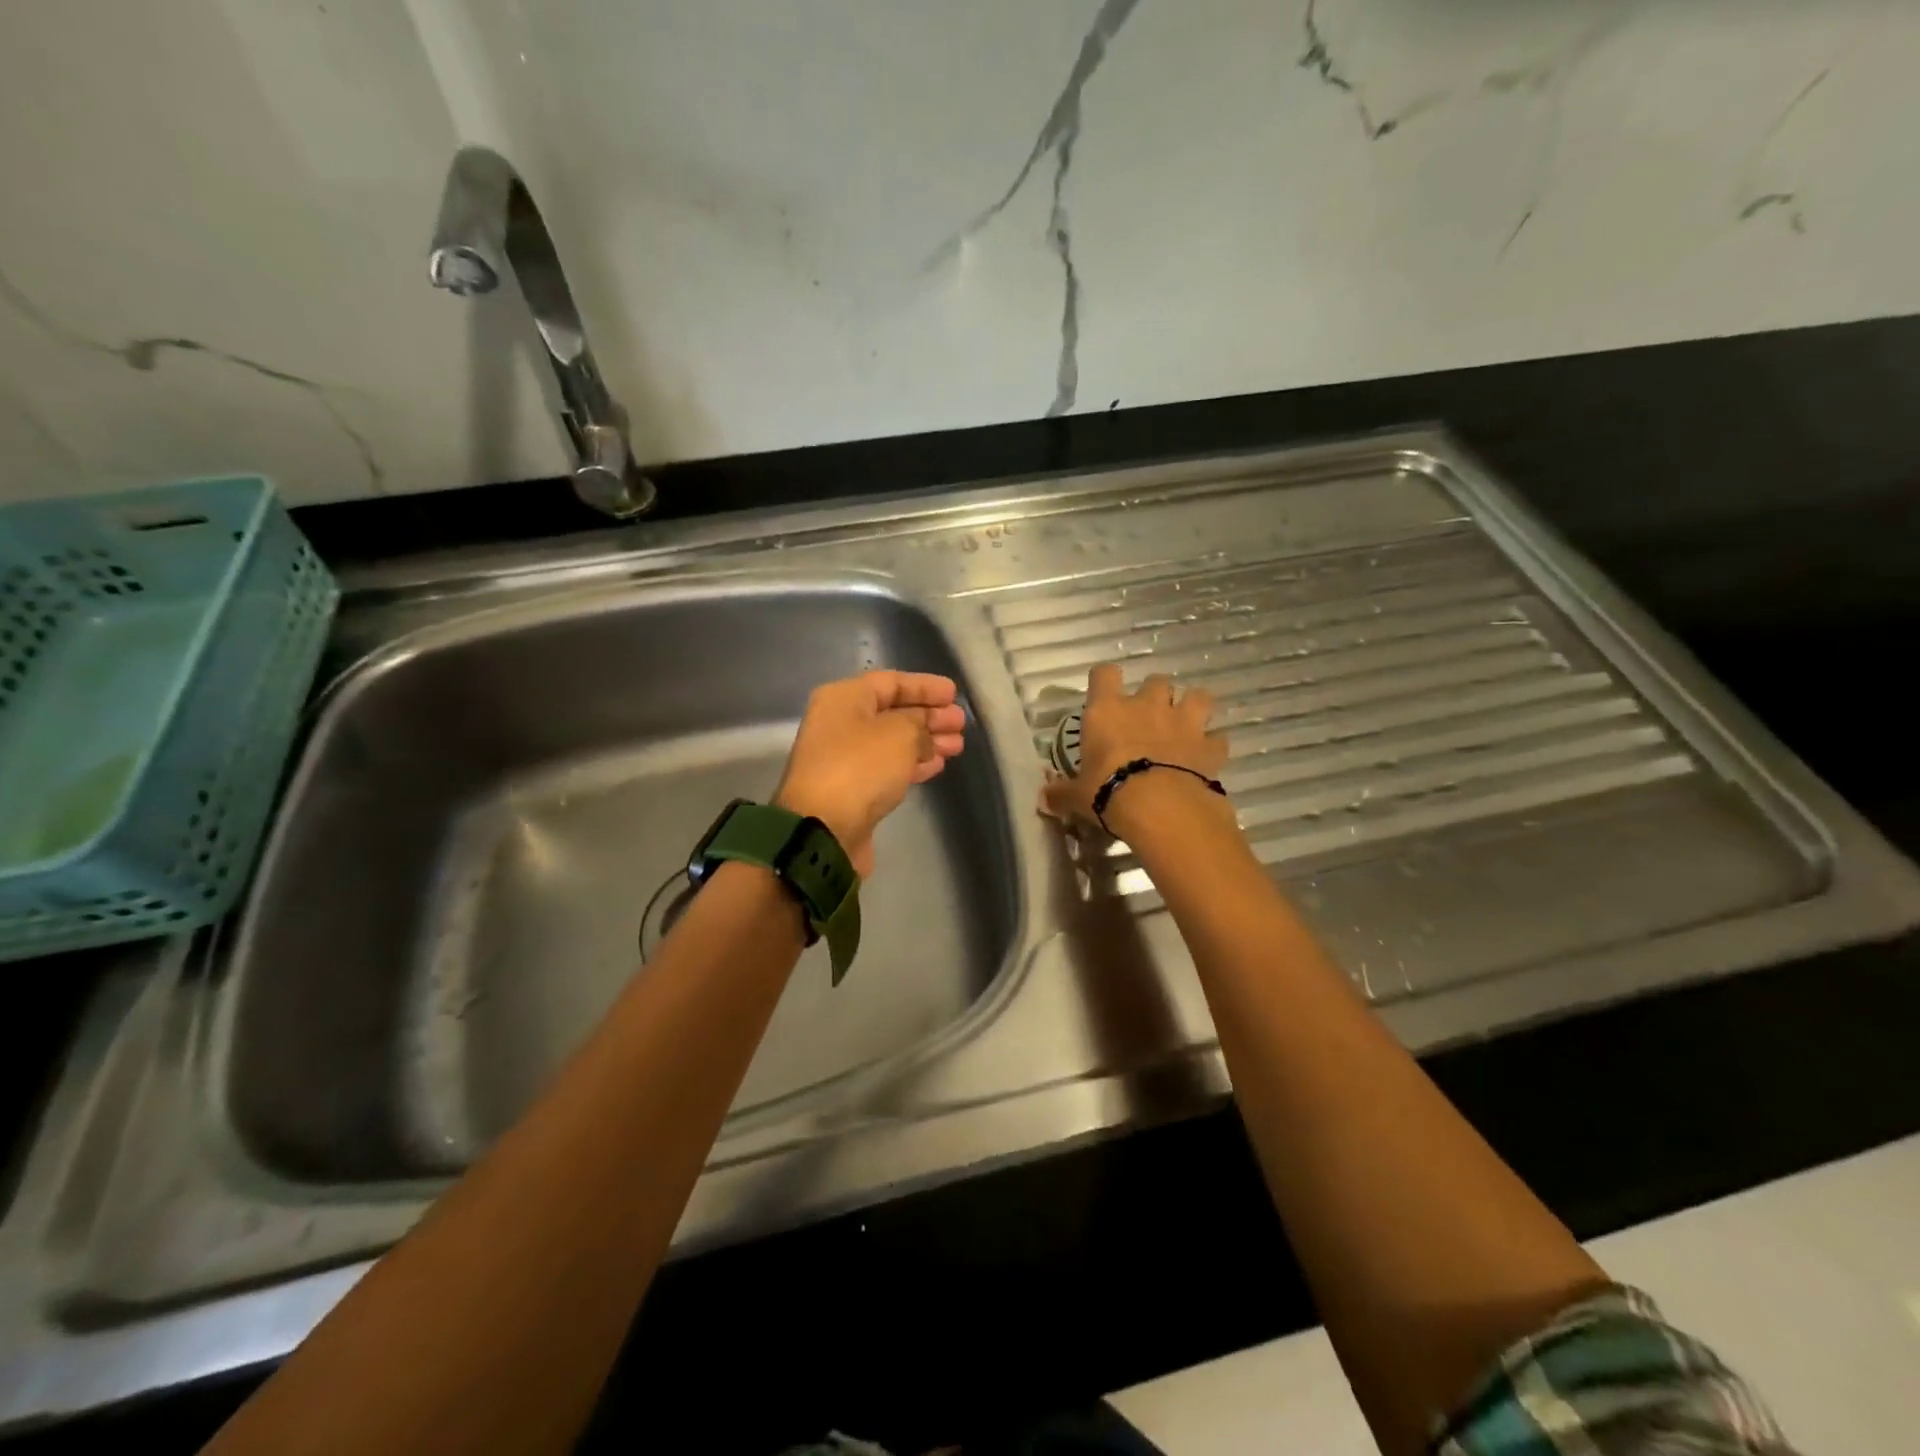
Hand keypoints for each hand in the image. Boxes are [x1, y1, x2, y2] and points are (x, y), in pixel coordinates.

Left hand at [775, 670, 966, 876]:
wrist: (823, 829)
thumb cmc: (860, 768)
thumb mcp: (900, 734)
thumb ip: (919, 724)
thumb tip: (923, 733)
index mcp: (844, 698)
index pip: (891, 682)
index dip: (925, 686)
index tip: (954, 695)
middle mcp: (840, 723)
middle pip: (892, 712)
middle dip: (929, 716)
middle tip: (960, 723)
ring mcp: (844, 758)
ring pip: (893, 741)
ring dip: (926, 741)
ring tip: (957, 746)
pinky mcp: (852, 789)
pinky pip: (888, 767)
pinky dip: (913, 763)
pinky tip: (937, 765)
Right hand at [1042, 664, 1228, 828]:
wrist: (1160, 807)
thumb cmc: (1108, 793)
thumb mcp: (1077, 796)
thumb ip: (1062, 793)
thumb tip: (1044, 798)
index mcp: (1108, 710)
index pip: (1104, 674)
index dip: (1104, 680)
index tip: (1103, 693)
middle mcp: (1146, 706)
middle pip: (1156, 680)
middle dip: (1154, 695)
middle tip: (1147, 718)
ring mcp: (1183, 722)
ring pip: (1197, 696)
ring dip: (1192, 707)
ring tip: (1185, 726)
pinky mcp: (1209, 745)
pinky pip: (1217, 738)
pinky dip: (1212, 745)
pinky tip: (1205, 757)